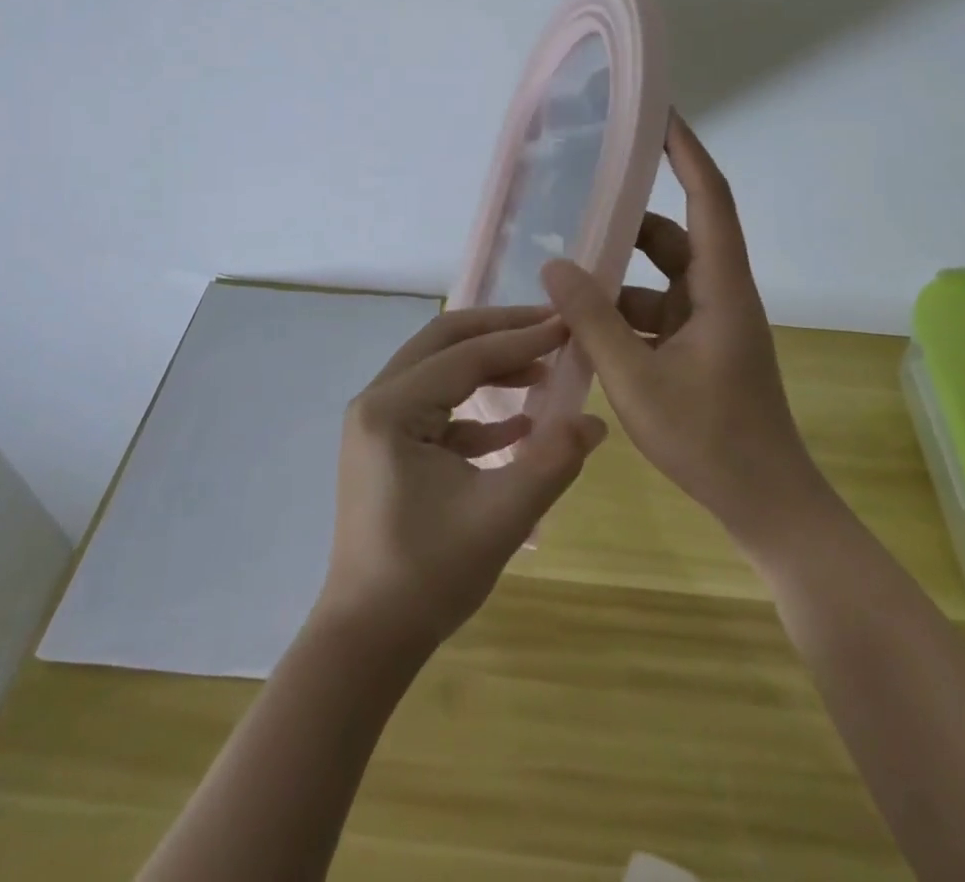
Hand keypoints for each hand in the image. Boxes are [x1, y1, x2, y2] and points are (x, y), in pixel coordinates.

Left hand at [317, 306, 607, 652]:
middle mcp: (377, 402)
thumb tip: (596, 420)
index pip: (465, 355)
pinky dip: (475, 406)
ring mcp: (377, 424)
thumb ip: (553, 461)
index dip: (520, 338)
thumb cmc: (428, 575)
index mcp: (391, 408)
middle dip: (500, 331)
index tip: (568, 324)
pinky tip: (518, 424)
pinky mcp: (387, 448)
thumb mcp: (502, 516)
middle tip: (551, 327)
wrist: (368, 639)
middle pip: (444, 343)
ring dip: (489, 365)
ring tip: (543, 369)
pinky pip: (435, 407)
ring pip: (439, 370)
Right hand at [541, 115, 832, 553]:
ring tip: (562, 281)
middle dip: (626, 224)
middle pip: (672, 238)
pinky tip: (580, 333)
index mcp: (721, 288)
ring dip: (616, 281)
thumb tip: (555, 264)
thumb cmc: (710, 439)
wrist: (765, 505)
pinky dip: (621, 316)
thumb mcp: (637, 378)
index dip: (686, 151)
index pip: (709, 198)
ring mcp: (709, 324)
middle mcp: (718, 295)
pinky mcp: (699, 350)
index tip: (657, 114)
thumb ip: (593, 320)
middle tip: (578, 206)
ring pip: (657, 281)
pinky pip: (654, 314)